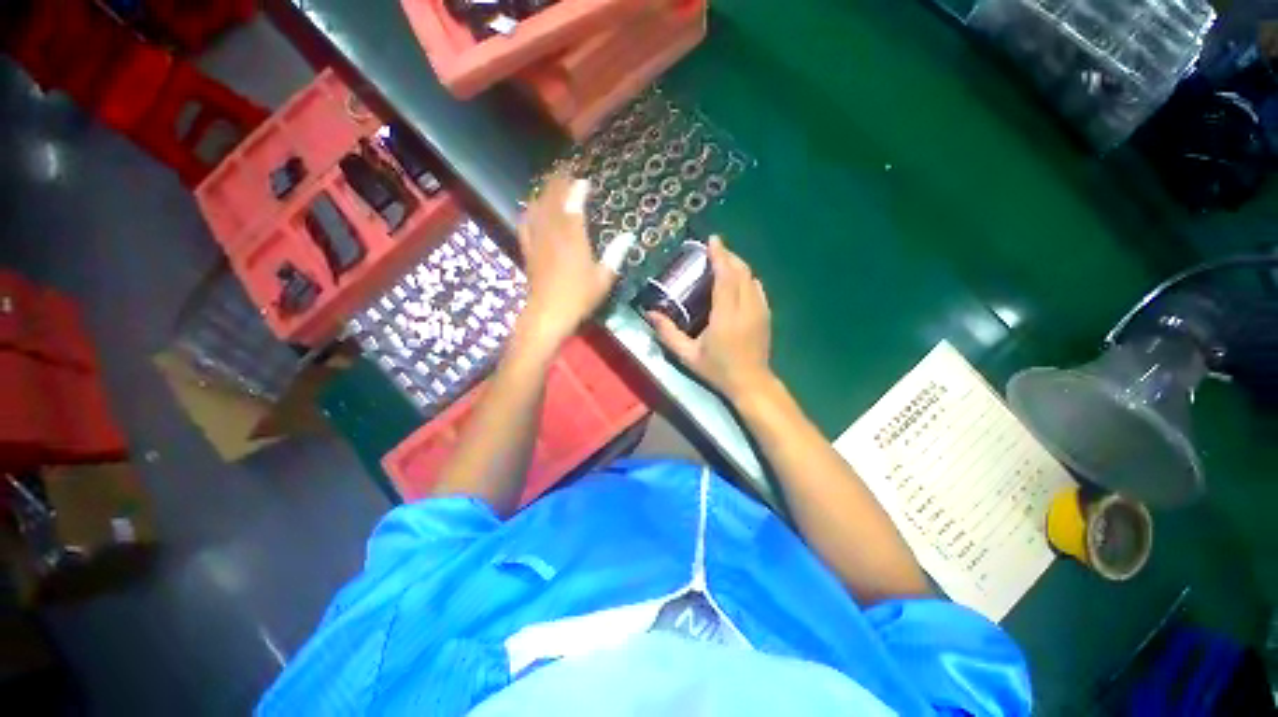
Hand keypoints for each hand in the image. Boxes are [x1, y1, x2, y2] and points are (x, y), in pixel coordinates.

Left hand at [514, 172, 617, 351]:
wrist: (548, 313)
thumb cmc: (579, 297)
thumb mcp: (603, 279)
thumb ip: (615, 255)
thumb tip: (628, 236)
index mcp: (574, 238)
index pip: (574, 204)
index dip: (578, 189)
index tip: (585, 180)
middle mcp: (554, 233)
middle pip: (554, 200)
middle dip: (560, 183)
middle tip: (567, 171)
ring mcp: (538, 240)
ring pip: (538, 208)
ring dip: (545, 192)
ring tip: (552, 183)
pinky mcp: (528, 249)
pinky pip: (525, 223)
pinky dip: (529, 211)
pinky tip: (531, 206)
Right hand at [649, 236, 774, 401]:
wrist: (751, 383)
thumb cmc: (718, 370)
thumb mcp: (688, 355)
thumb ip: (668, 334)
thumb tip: (650, 314)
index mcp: (727, 316)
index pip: (725, 277)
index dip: (719, 256)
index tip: (712, 240)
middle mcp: (746, 308)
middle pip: (741, 271)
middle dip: (728, 256)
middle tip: (713, 249)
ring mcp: (760, 310)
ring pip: (751, 277)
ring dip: (737, 265)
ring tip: (722, 261)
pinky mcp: (766, 314)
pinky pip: (757, 287)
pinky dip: (746, 278)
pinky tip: (737, 280)